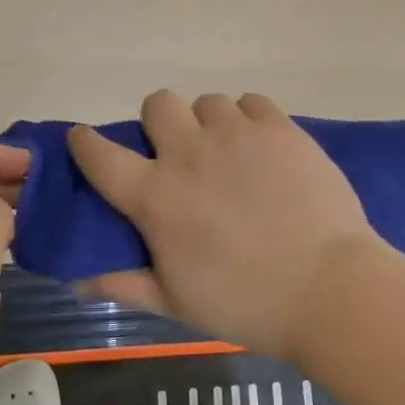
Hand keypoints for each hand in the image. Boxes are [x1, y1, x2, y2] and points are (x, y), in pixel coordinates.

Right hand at [67, 91, 383, 360]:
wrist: (328, 288)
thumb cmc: (246, 303)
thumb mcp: (176, 302)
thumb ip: (123, 285)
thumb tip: (76, 281)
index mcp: (156, 196)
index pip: (101, 155)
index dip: (85, 142)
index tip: (83, 138)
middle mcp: (189, 153)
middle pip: (158, 104)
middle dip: (160, 122)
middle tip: (179, 152)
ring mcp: (236, 134)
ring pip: (207, 101)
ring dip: (209, 123)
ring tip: (230, 153)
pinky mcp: (278, 127)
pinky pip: (252, 101)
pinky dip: (250, 119)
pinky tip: (263, 147)